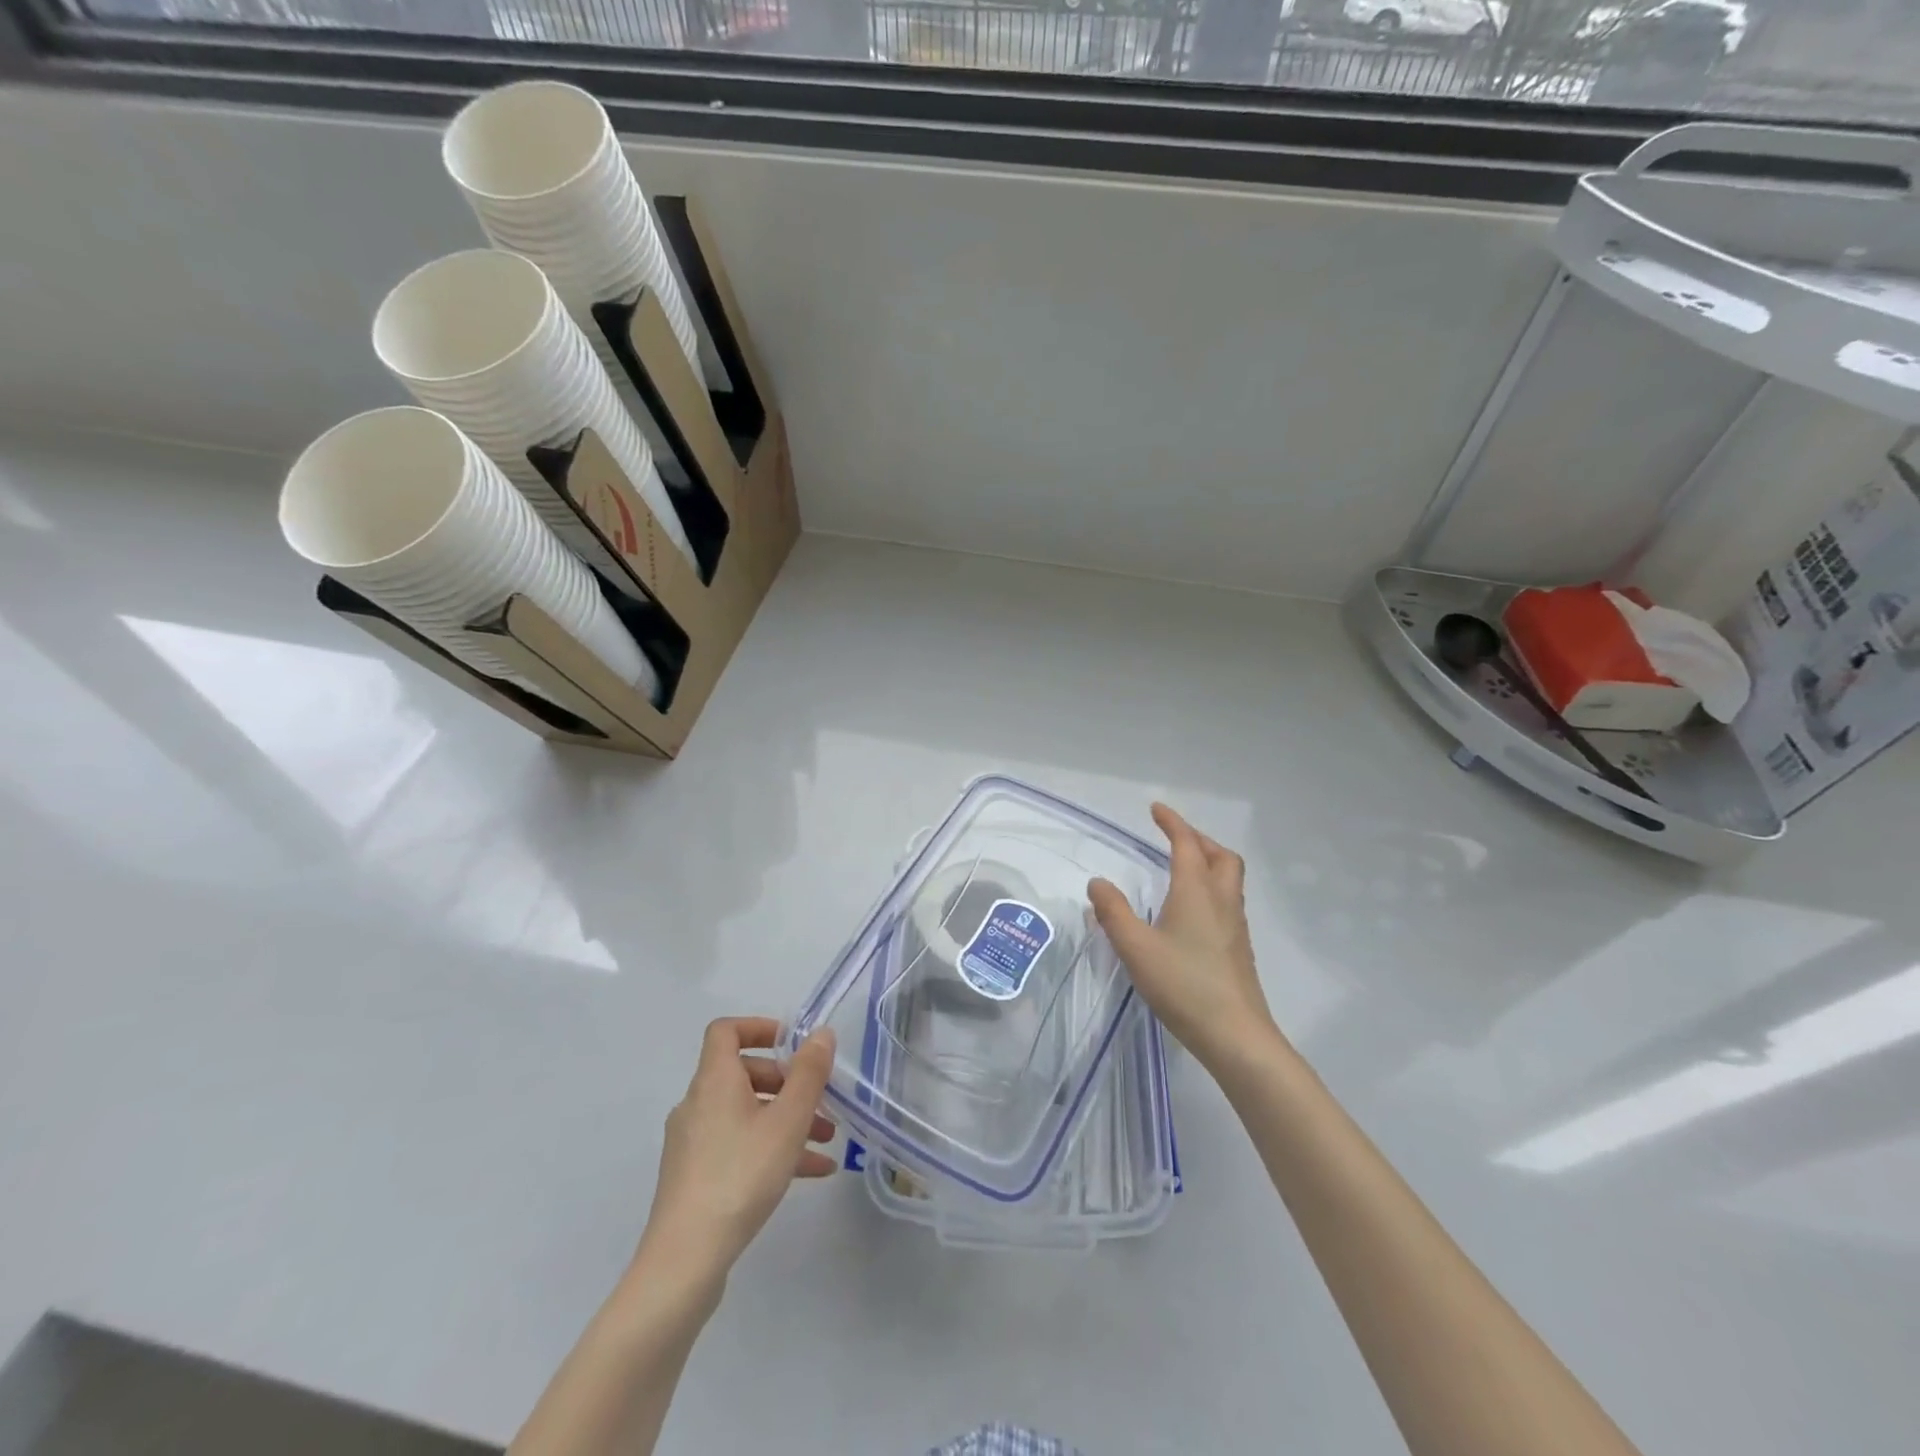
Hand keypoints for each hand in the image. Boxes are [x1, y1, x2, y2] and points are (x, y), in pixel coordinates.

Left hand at [637, 1018, 836, 1284]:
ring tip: (826, 1141)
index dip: (759, 1027)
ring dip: (786, 1119)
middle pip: (743, 1073)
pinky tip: (810, 1173)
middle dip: (787, 1082)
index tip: (792, 1043)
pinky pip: (738, 1145)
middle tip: (820, 1100)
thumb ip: (809, 1074)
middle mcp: (698, 1104)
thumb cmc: (740, 1176)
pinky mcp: (694, 1175)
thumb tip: (820, 1034)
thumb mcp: (788, 1121)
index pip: (726, 1031)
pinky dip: (771, 1148)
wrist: (685, 1260)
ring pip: (745, 1114)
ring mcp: (693, 1142)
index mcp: (714, 1081)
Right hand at [1089, 803, 1280, 1072]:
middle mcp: (1221, 901)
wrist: (1236, 1035)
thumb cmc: (1183, 985)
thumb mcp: (1135, 947)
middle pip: (1220, 856)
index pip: (1187, 844)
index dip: (1172, 823)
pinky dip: (1211, 889)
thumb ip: (1113, 912)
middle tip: (1174, 839)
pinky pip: (1228, 902)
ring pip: (1228, 879)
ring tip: (1182, 870)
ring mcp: (1235, 926)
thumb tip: (1098, 883)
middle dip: (1198, 840)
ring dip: (1209, 863)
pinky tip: (1191, 913)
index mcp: (1196, 892)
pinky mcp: (1238, 949)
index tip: (1156, 809)